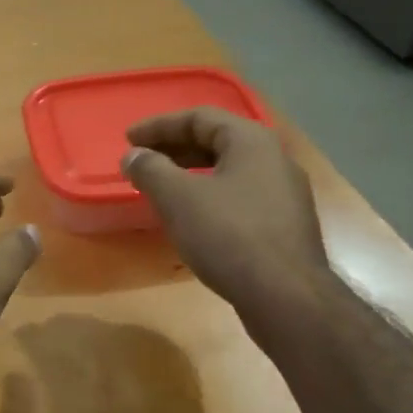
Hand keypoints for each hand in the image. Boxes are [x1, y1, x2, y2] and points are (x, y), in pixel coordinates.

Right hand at [121, 107, 329, 317]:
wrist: (285, 295)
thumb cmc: (228, 235)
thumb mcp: (178, 198)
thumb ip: (151, 170)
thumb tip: (133, 155)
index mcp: (251, 141)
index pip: (199, 117)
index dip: (159, 125)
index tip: (128, 139)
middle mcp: (274, 159)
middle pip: (216, 141)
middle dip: (174, 148)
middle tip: (141, 161)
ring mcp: (284, 193)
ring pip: (228, 171)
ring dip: (189, 173)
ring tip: (160, 188)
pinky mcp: (283, 224)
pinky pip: (239, 197)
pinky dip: (208, 196)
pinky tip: (191, 218)